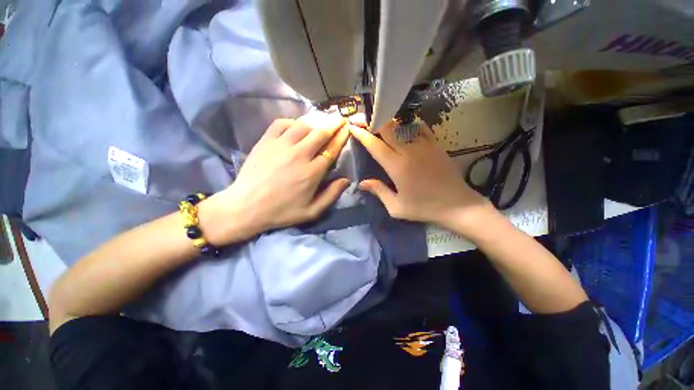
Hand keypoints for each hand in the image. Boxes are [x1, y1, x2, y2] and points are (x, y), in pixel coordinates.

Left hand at [204, 114, 350, 242]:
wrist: (246, 207)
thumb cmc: (281, 211)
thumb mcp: (311, 211)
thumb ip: (331, 195)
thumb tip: (346, 180)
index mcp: (312, 172)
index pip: (331, 149)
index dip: (341, 137)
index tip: (347, 128)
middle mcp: (299, 155)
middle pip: (320, 133)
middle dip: (333, 124)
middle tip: (339, 119)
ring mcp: (281, 146)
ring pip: (303, 126)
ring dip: (315, 121)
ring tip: (322, 119)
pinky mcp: (265, 142)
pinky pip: (281, 124)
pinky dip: (292, 122)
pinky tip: (297, 125)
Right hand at [350, 121, 493, 231]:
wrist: (457, 205)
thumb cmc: (424, 208)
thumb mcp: (397, 207)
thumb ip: (379, 191)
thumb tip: (361, 183)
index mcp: (397, 167)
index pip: (375, 145)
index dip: (362, 134)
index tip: (352, 127)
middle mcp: (409, 151)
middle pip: (388, 128)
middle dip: (372, 122)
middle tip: (362, 120)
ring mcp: (424, 145)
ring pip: (402, 125)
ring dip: (388, 122)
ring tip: (378, 121)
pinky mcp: (435, 145)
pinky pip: (419, 127)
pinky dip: (408, 124)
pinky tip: (403, 126)